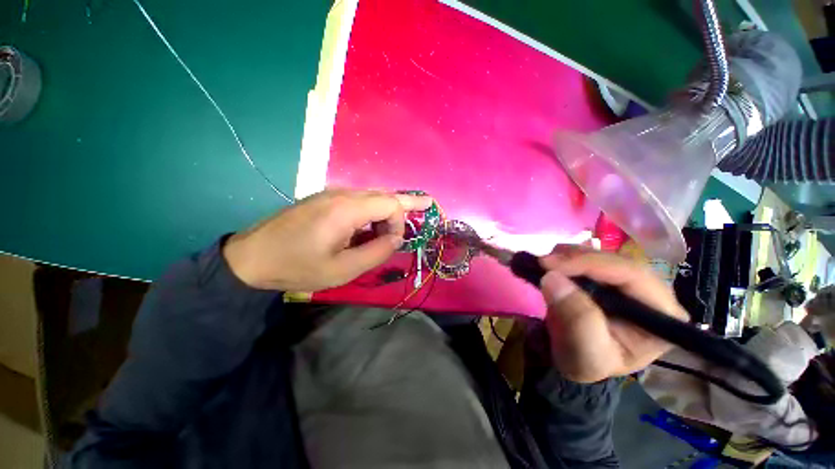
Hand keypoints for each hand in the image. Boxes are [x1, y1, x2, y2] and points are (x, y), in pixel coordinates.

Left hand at [223, 189, 431, 290]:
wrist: (251, 257)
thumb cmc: (298, 266)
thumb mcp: (343, 269)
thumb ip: (377, 252)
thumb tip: (396, 238)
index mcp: (347, 209)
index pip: (391, 203)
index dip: (401, 221)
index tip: (396, 241)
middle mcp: (341, 194)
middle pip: (384, 194)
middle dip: (402, 207)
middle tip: (423, 208)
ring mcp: (330, 193)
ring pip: (371, 195)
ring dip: (386, 211)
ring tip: (390, 229)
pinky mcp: (323, 199)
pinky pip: (357, 200)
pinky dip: (371, 211)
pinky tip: (369, 225)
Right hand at [538, 245, 689, 382]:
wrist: (575, 360)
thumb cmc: (586, 362)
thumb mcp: (586, 353)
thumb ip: (577, 319)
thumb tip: (553, 277)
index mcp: (661, 315)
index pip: (632, 275)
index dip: (590, 264)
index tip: (549, 264)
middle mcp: (652, 292)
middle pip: (616, 261)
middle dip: (576, 258)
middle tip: (542, 263)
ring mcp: (630, 282)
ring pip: (601, 255)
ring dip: (569, 255)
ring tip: (544, 264)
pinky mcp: (609, 277)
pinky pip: (589, 258)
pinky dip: (566, 257)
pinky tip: (552, 264)